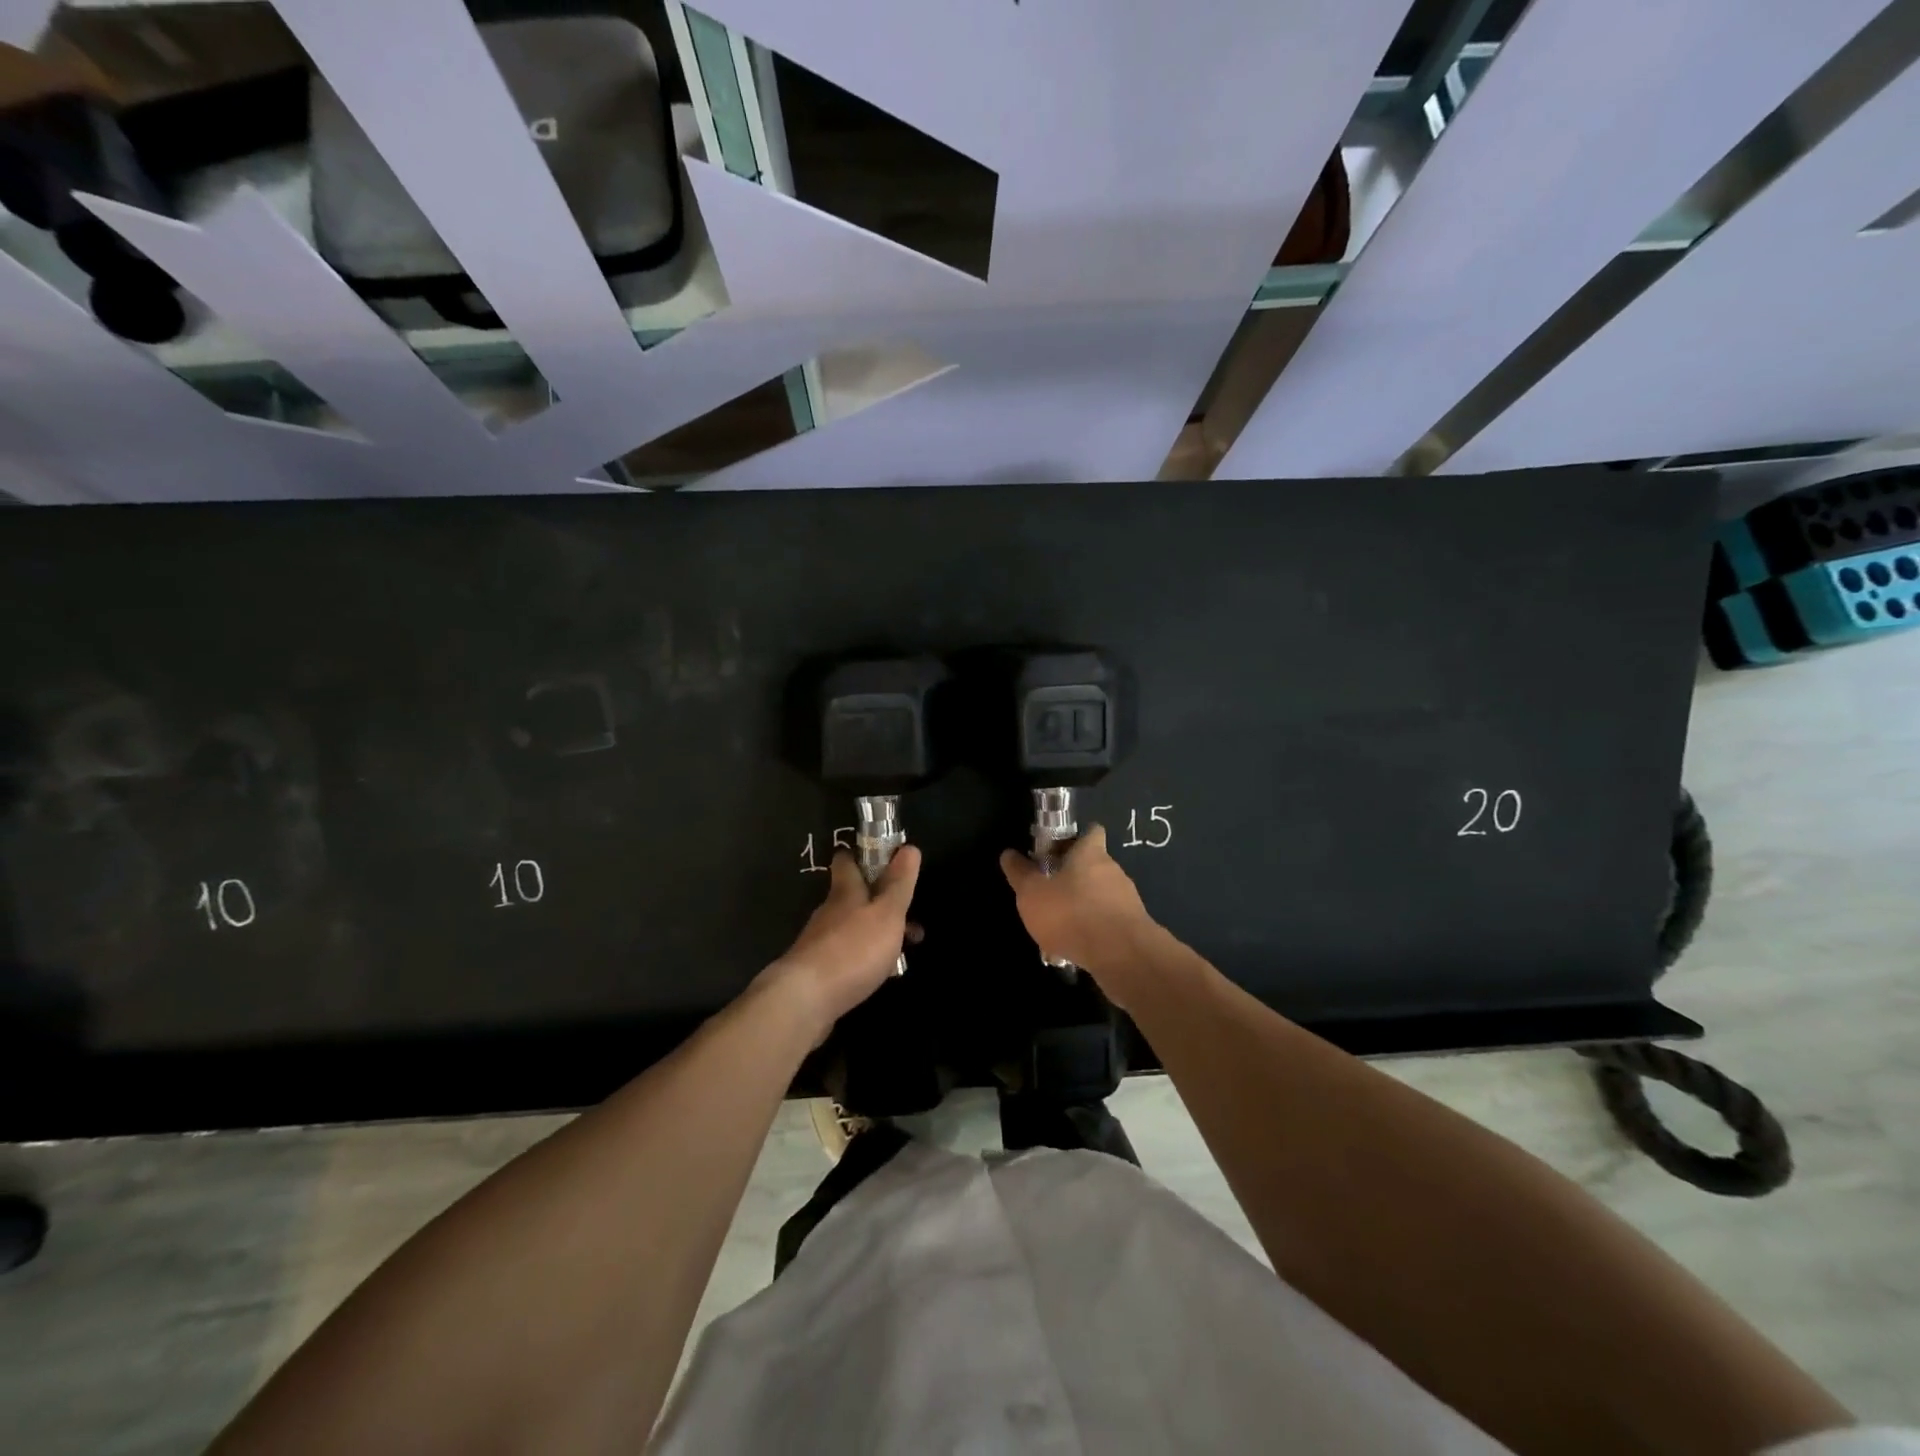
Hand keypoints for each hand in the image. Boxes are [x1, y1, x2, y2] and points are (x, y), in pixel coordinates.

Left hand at [764, 845, 921, 1039]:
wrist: (804, 1002)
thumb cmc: (853, 950)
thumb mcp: (887, 914)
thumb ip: (899, 884)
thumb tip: (909, 847)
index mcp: (845, 892)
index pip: (847, 862)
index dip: (862, 856)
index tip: (881, 858)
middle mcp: (829, 913)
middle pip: (854, 898)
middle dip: (880, 903)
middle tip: (908, 914)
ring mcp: (820, 943)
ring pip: (853, 929)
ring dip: (877, 934)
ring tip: (905, 951)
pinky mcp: (817, 972)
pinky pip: (847, 957)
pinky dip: (865, 960)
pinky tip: (880, 975)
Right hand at [999, 826, 1158, 995]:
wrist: (1121, 956)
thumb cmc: (1072, 913)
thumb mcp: (1032, 893)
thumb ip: (1020, 873)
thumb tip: (1008, 854)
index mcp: (1090, 853)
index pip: (1091, 831)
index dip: (1076, 838)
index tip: (1058, 849)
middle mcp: (1113, 870)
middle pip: (1093, 865)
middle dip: (1073, 877)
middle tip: (1049, 892)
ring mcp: (1127, 900)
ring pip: (1100, 896)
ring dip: (1082, 906)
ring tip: (1059, 927)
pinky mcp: (1133, 927)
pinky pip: (1108, 922)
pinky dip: (1093, 930)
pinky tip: (1075, 947)